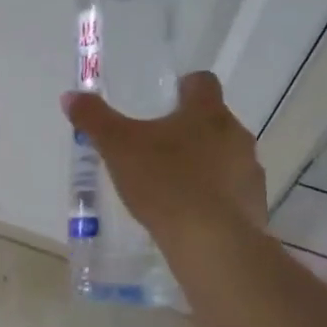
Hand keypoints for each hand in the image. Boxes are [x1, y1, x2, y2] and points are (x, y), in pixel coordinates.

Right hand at [62, 72, 267, 239]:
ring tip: (173, 186)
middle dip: (190, 130)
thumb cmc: (164, 182)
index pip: (203, 83)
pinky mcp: (255, 206)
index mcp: (207, 112)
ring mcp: (250, 171)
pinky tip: (190, 215)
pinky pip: (233, 192)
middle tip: (158, 148)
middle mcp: (236, 134)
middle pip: (215, 121)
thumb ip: (94, 119)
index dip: (185, 87)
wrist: (212, 243)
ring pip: (226, 157)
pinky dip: (215, 197)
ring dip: (205, 164)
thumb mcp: (117, 148)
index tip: (166, 101)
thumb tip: (71, 96)